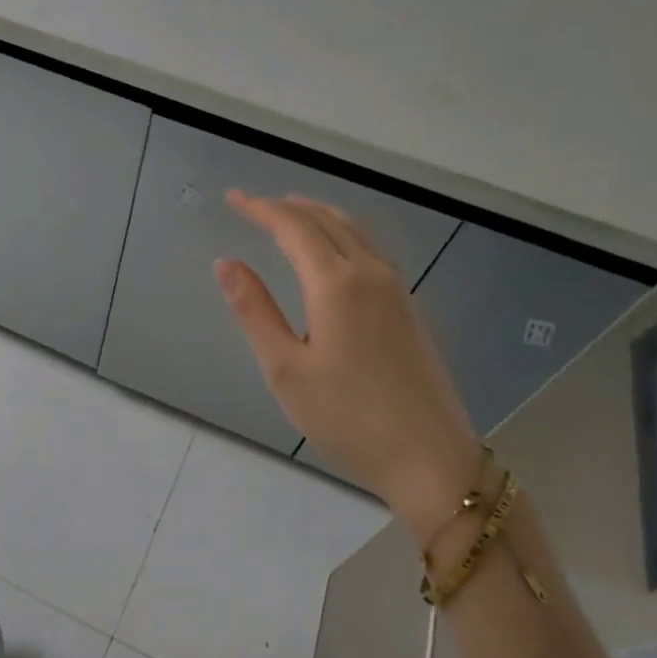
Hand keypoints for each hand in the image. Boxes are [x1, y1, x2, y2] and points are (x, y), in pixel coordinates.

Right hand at [215, 191, 479, 542]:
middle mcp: (370, 274)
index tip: (232, 199)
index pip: (293, 228)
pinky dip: (342, 234)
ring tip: (289, 214)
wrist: (430, 459)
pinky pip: (371, 249)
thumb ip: (254, 310)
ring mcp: (396, 290)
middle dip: (287, 207)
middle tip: (252, 205)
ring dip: (318, 215)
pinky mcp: (409, 308)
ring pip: (354, 231)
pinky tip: (333, 251)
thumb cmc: (347, 418)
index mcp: (336, 284)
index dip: (260, 209)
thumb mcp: (285, 368)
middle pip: (326, 221)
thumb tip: (225, 263)